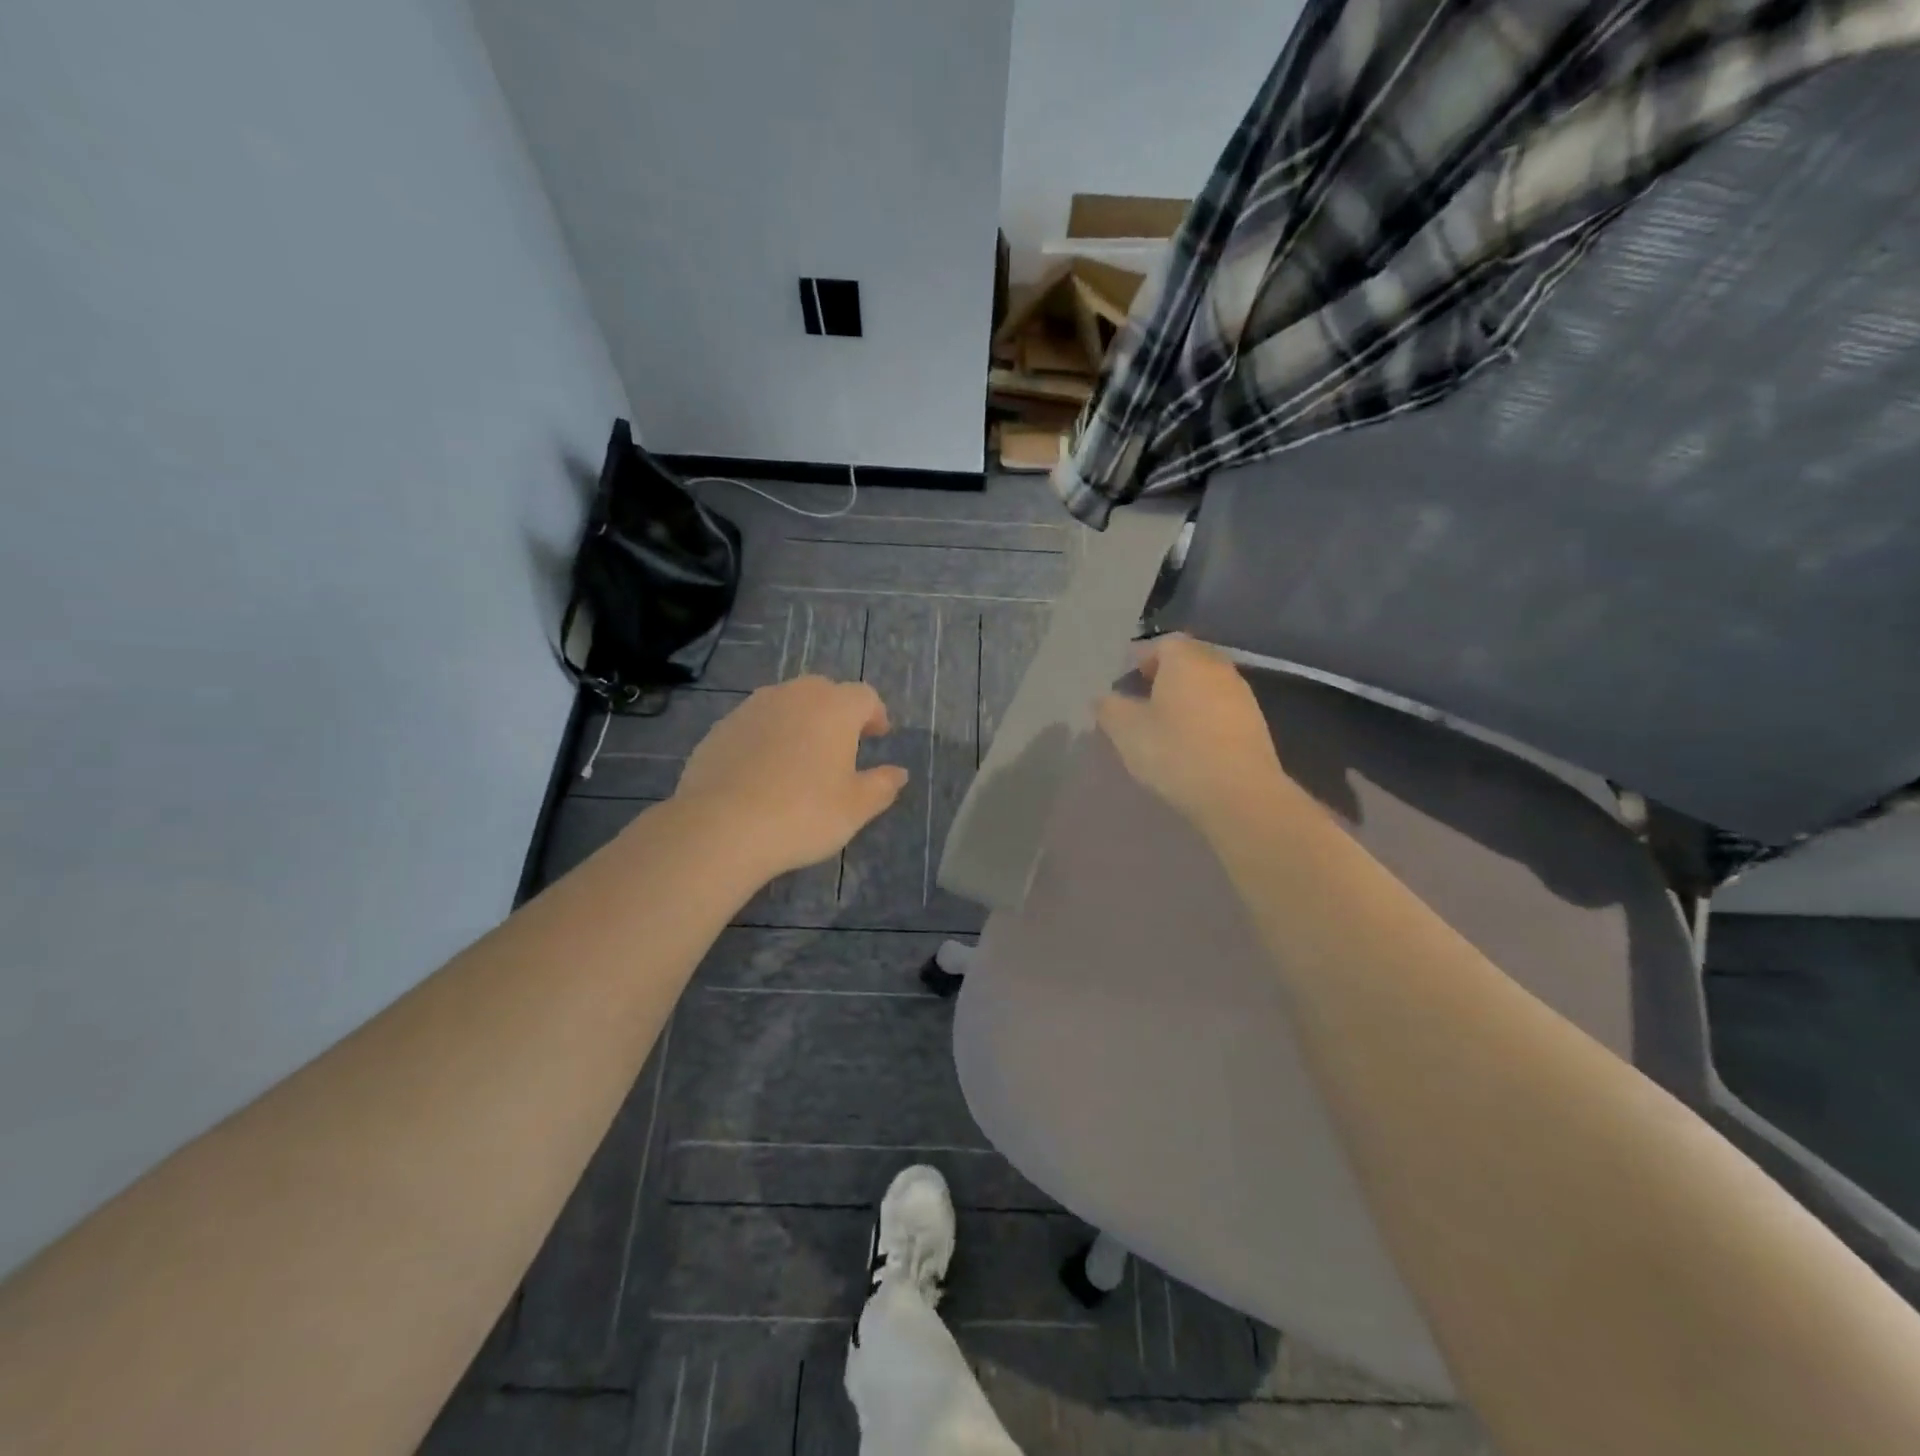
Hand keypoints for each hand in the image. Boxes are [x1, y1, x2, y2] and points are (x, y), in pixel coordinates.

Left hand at [673, 676, 908, 878]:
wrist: (720, 826)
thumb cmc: (803, 814)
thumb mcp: (855, 808)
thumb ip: (882, 786)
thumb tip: (898, 773)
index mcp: (834, 707)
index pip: (864, 696)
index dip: (875, 715)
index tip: (878, 736)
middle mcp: (794, 695)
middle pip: (824, 691)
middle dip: (837, 712)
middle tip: (843, 744)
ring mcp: (752, 708)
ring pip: (786, 704)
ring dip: (800, 721)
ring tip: (802, 756)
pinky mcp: (721, 728)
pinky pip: (755, 724)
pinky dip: (767, 737)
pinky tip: (763, 771)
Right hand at [1093, 635, 1293, 828]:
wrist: (1239, 793)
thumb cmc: (1176, 752)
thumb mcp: (1127, 731)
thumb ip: (1110, 708)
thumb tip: (1103, 698)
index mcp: (1185, 659)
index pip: (1162, 643)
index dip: (1141, 659)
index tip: (1126, 682)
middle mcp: (1217, 667)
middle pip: (1188, 660)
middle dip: (1165, 675)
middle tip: (1143, 700)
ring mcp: (1241, 694)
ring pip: (1207, 684)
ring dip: (1187, 696)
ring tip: (1166, 724)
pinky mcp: (1255, 723)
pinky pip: (1222, 707)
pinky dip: (1205, 716)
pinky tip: (1192, 742)